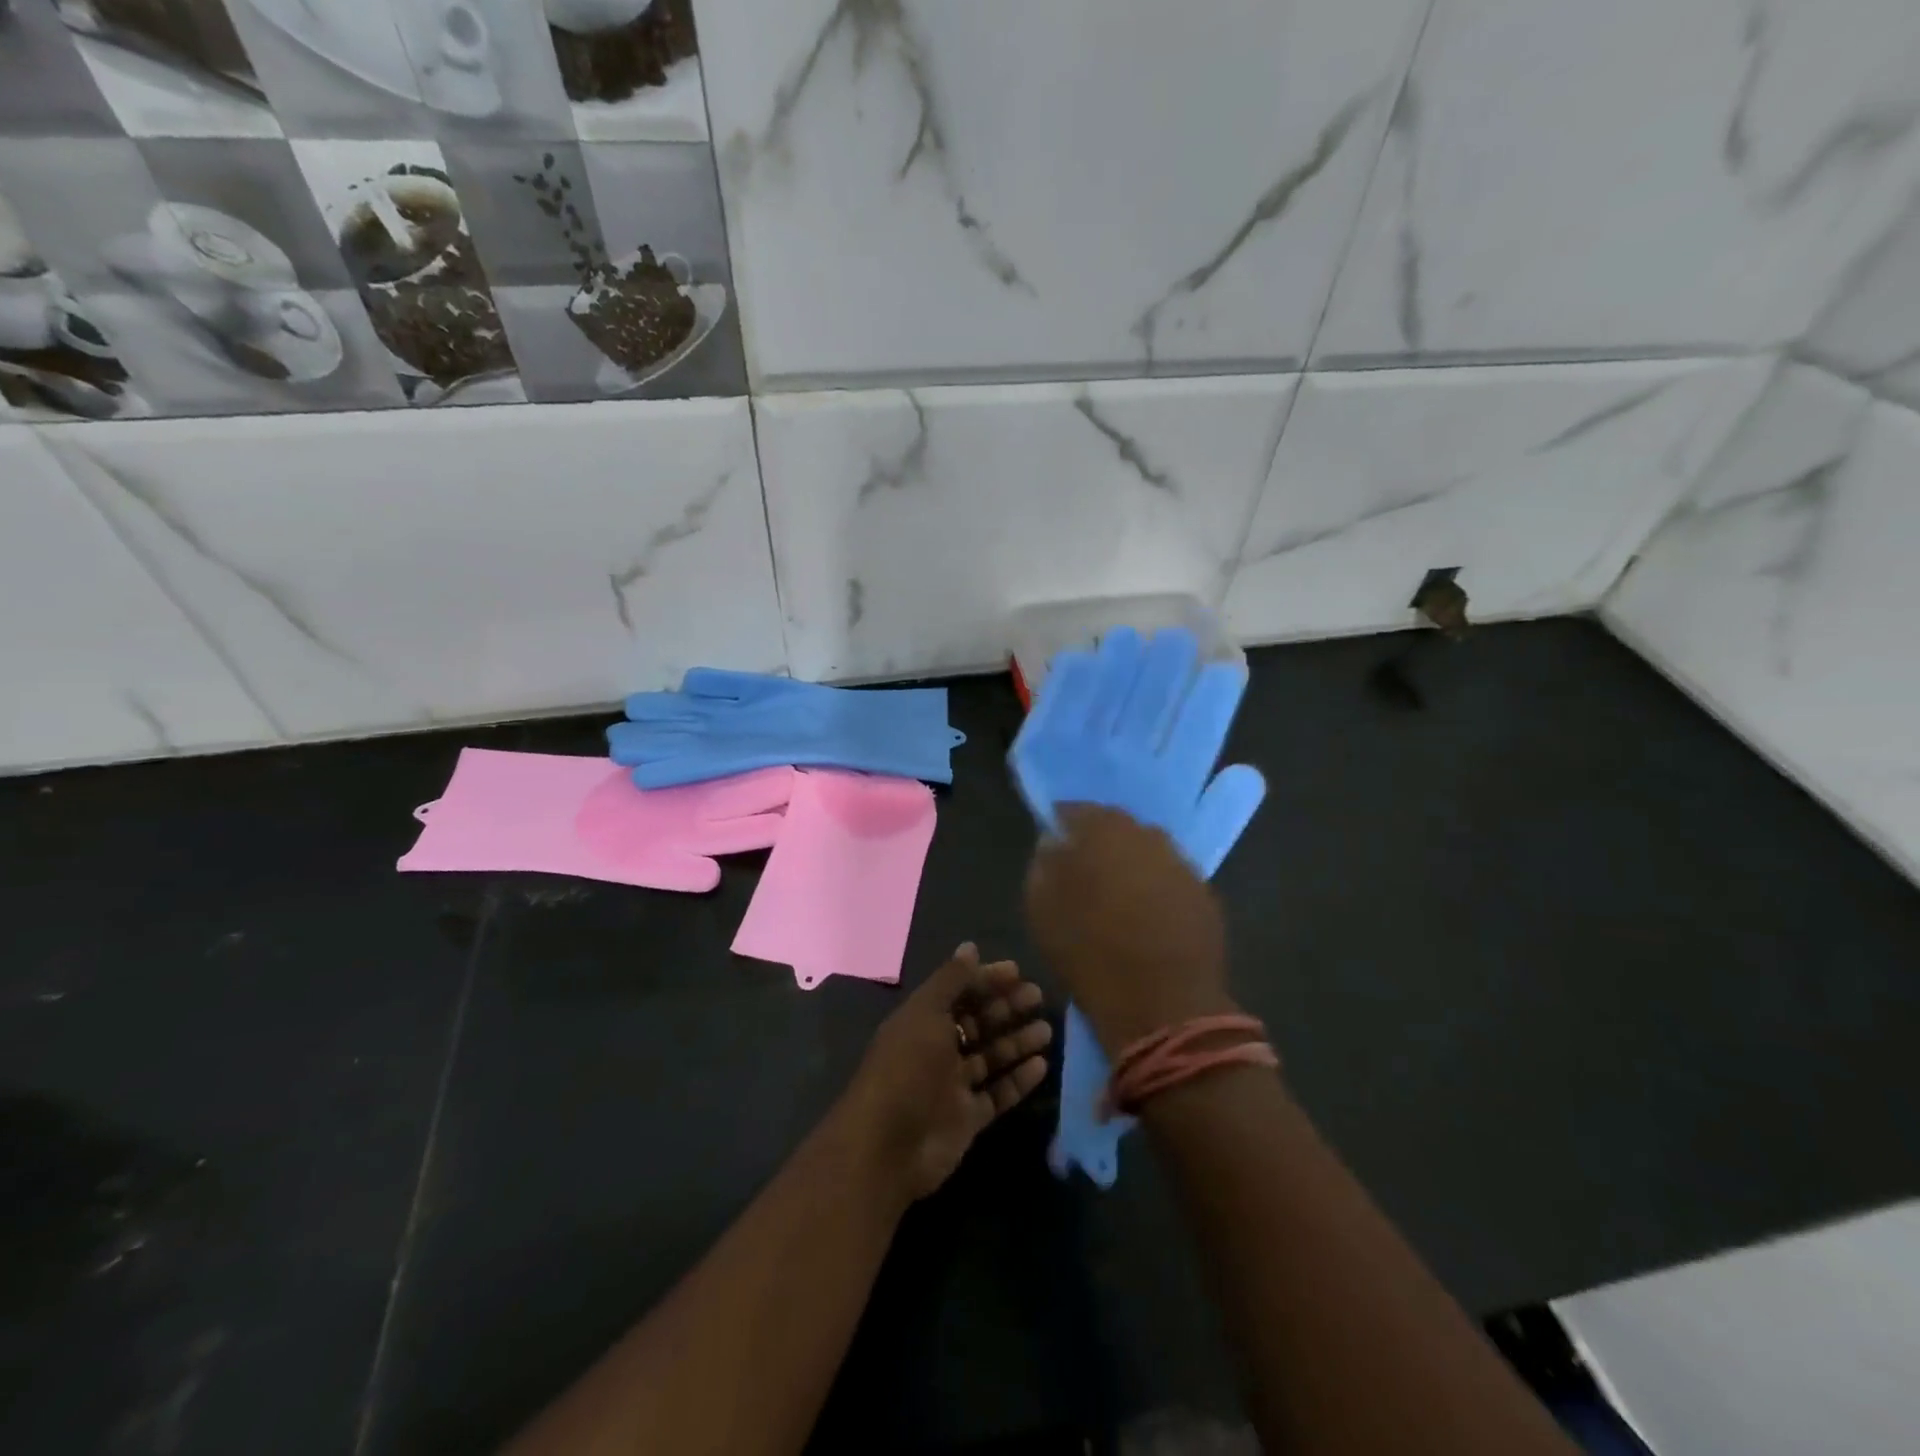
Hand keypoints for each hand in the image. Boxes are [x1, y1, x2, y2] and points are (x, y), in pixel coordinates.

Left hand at [843, 944, 1051, 1203]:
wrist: (888, 1147)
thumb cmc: (907, 1068)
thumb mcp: (926, 1014)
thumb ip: (951, 980)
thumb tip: (970, 946)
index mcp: (922, 1020)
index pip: (959, 992)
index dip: (986, 980)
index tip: (1018, 972)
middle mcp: (937, 1049)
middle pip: (977, 1022)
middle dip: (1006, 1008)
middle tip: (1038, 997)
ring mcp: (952, 1085)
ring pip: (991, 1057)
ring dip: (1017, 1042)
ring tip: (1047, 1030)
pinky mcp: (967, 1118)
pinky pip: (998, 1093)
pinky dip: (1018, 1080)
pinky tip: (1042, 1066)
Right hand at [1025, 804, 1235, 1050]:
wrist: (1162, 1005)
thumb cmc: (1089, 951)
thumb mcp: (1042, 909)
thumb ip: (1044, 865)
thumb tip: (1054, 844)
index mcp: (1104, 831)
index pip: (1076, 811)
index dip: (1062, 824)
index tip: (1053, 842)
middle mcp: (1148, 836)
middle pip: (1118, 829)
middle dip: (1100, 843)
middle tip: (1084, 872)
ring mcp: (1182, 865)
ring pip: (1149, 854)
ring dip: (1132, 867)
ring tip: (1118, 899)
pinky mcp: (1206, 896)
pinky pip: (1172, 882)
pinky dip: (1158, 891)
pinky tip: (1148, 919)